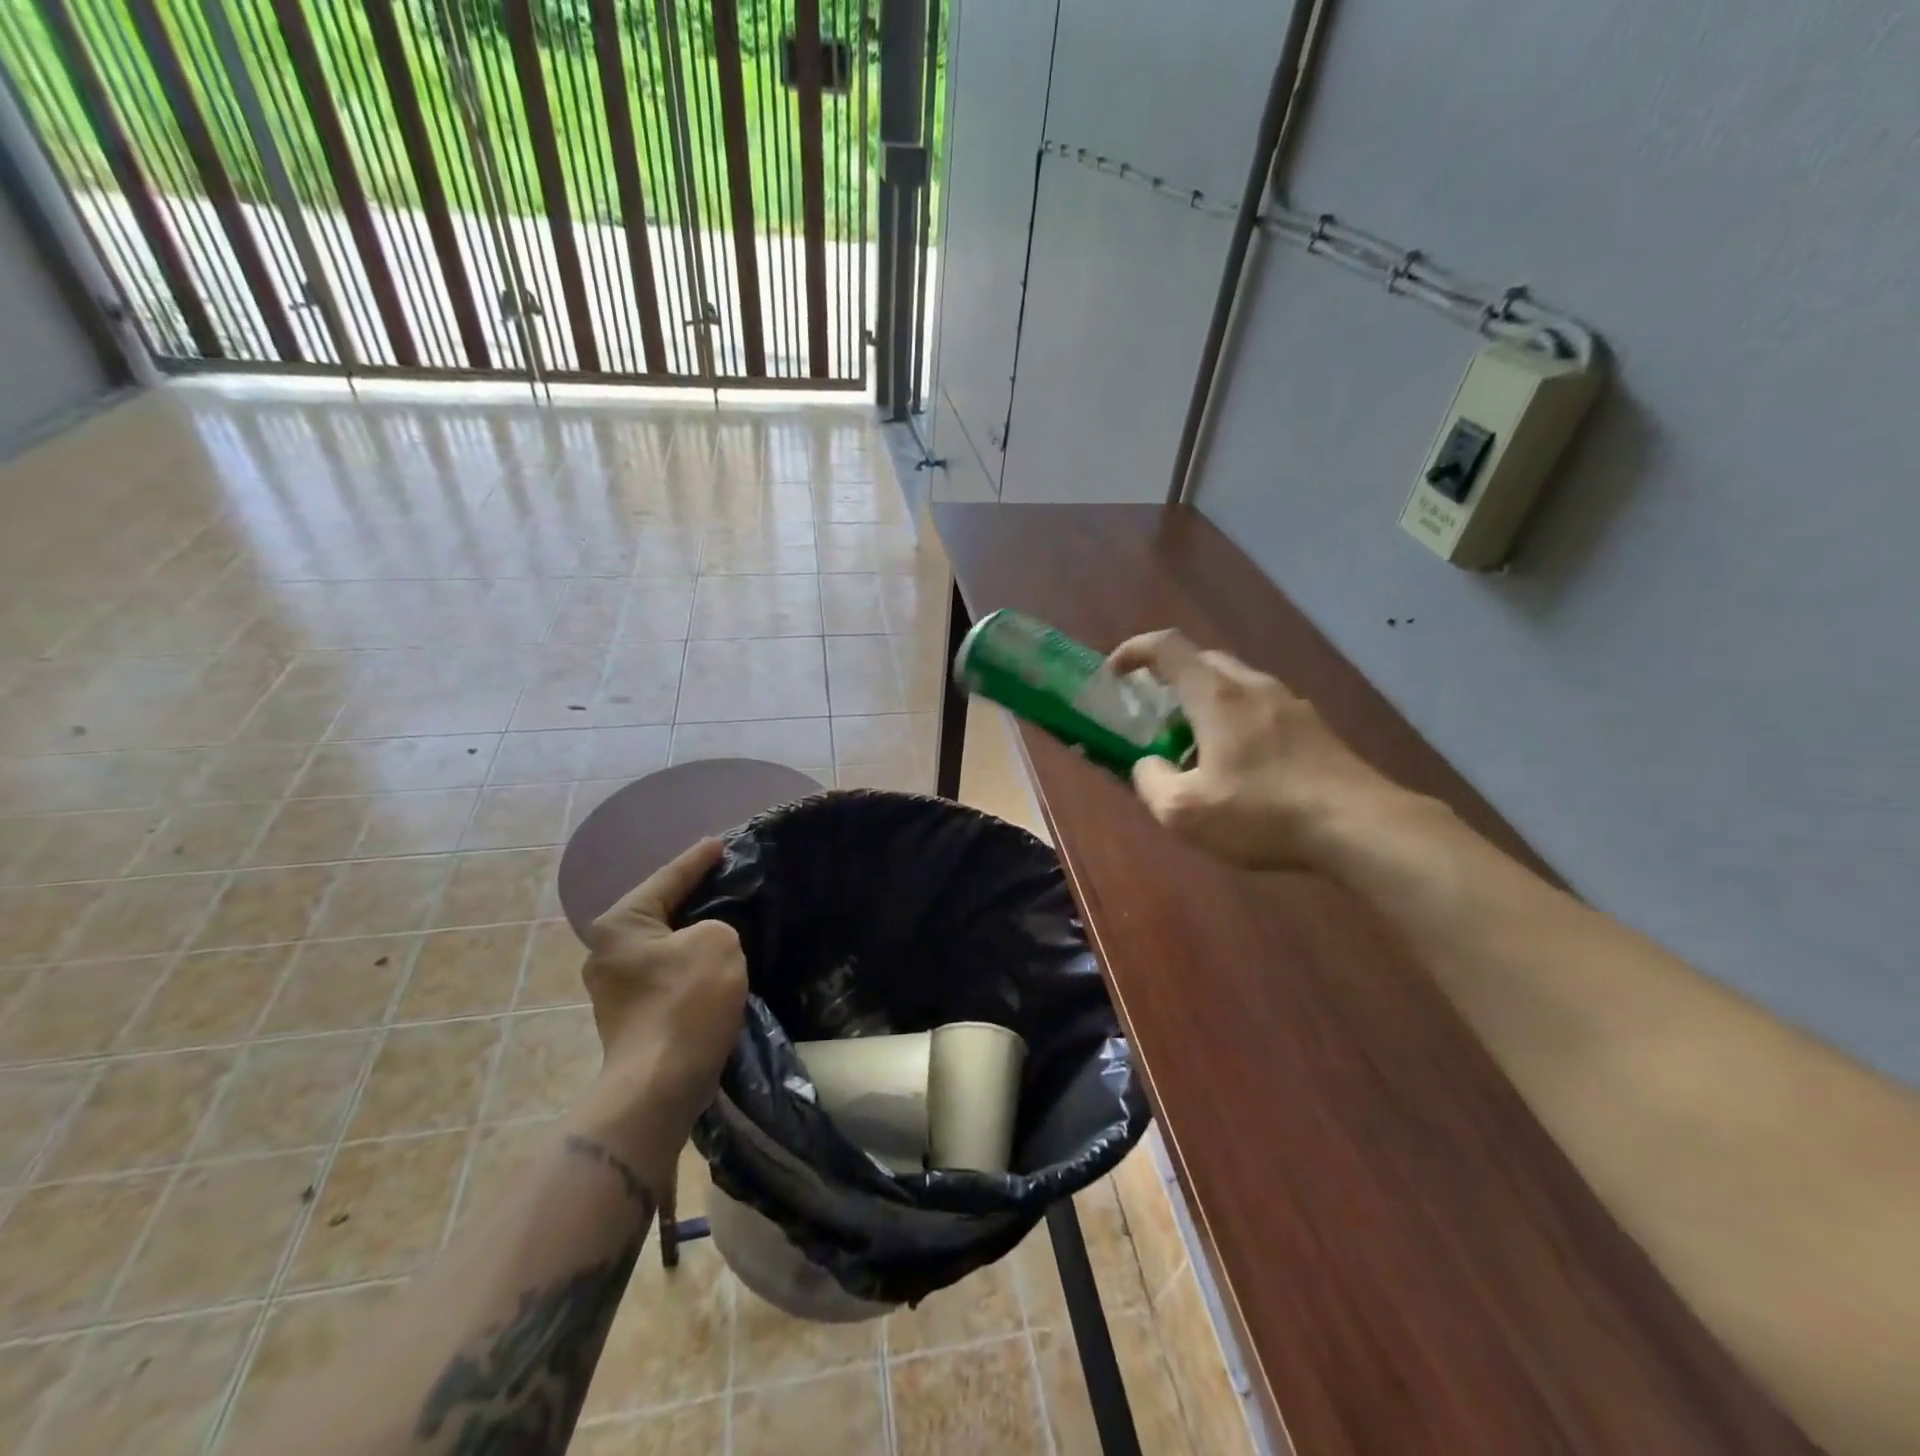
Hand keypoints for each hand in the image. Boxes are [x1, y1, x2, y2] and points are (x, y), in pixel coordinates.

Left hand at [582, 837, 746, 1127]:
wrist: (660, 1086)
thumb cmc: (686, 1003)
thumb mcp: (717, 942)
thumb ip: (715, 923)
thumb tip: (704, 939)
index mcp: (620, 925)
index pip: (666, 879)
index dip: (697, 859)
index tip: (719, 843)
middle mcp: (606, 951)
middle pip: (659, 911)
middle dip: (692, 896)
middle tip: (724, 877)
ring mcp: (614, 987)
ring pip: (662, 944)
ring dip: (691, 933)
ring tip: (723, 917)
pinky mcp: (629, 1015)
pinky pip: (664, 971)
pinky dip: (688, 961)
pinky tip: (711, 960)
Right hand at [1108, 630, 1401, 870]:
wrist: (1360, 826)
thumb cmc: (1263, 813)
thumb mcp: (1184, 812)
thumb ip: (1150, 781)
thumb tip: (1148, 765)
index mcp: (1216, 696)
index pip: (1167, 647)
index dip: (1134, 650)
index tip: (1115, 673)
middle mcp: (1253, 686)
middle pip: (1202, 660)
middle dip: (1169, 679)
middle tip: (1153, 716)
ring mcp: (1290, 703)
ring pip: (1234, 684)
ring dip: (1204, 703)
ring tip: (1195, 747)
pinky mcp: (1314, 726)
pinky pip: (1260, 706)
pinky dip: (1235, 720)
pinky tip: (1240, 765)